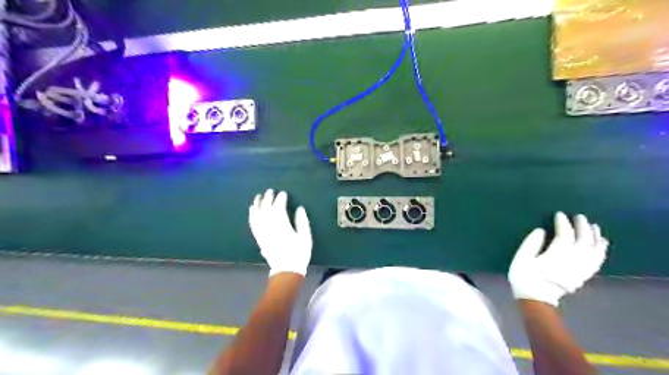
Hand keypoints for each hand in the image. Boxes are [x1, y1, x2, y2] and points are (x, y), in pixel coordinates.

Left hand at [248, 190, 313, 276]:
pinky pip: (253, 223)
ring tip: (258, 196)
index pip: (279, 208)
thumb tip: (300, 208)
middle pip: (266, 209)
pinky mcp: (259, 238)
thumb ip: (302, 222)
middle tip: (270, 191)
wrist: (286, 270)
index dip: (280, 199)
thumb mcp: (305, 237)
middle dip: (268, 198)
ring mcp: (263, 233)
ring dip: (257, 204)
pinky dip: (252, 215)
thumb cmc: (299, 253)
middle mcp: (270, 227)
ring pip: (257, 215)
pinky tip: (252, 209)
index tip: (283, 193)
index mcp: (282, 226)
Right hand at [510, 213, 609, 305]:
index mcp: (556, 255)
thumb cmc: (525, 277)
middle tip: (579, 216)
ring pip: (595, 250)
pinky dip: (601, 250)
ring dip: (596, 236)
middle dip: (582, 226)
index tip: (560, 214)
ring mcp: (581, 268)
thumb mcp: (521, 259)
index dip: (563, 223)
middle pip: (583, 240)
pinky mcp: (583, 275)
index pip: (565, 235)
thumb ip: (531, 243)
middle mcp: (573, 260)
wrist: (536, 299)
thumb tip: (540, 230)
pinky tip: (601, 244)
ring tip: (594, 227)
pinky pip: (597, 260)